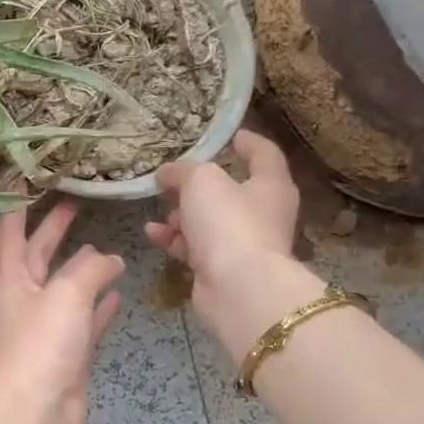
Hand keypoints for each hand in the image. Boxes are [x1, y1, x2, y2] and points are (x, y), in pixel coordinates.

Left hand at [0, 201, 124, 423]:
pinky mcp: (68, 353)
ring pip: (66, 288)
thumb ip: (89, 269)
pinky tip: (118, 292)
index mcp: (12, 279)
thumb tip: (109, 259)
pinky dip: (100, 306)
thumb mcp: (66, 294)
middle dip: (55, 230)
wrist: (36, 414)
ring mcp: (46, 328)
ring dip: (83, 269)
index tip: (31, 179)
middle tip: (75, 203)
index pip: (11, 231)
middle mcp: (25, 299)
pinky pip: (86, 320)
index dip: (19, 205)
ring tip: (107, 247)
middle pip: (39, 255)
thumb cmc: (41, 345)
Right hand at [146, 130, 319, 352]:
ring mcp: (242, 243)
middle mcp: (262, 213)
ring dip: (181, 214)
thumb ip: (184, 170)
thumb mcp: (202, 181)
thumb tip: (168, 172)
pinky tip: (153, 233)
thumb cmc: (228, 223)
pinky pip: (195, 246)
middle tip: (170, 177)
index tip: (227, 134)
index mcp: (270, 184)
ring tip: (158, 208)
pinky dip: (175, 239)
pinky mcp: (222, 268)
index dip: (246, 141)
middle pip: (229, 190)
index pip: (263, 154)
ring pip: (208, 220)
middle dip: (197, 184)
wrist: (238, 289)